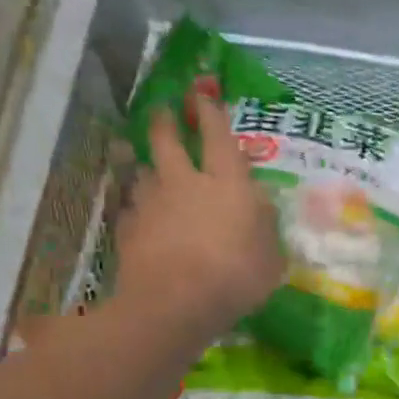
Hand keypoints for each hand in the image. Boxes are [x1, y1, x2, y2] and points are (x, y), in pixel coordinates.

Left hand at [115, 90, 283, 339]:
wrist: (173, 304)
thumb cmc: (235, 278)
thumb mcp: (271, 257)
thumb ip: (265, 226)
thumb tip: (259, 204)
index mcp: (226, 183)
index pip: (217, 136)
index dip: (210, 112)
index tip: (202, 94)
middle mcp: (185, 183)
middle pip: (167, 140)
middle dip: (165, 122)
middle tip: (164, 113)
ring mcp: (150, 204)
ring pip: (143, 171)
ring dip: (146, 167)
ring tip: (148, 169)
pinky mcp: (127, 228)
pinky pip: (130, 208)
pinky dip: (135, 208)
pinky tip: (139, 217)